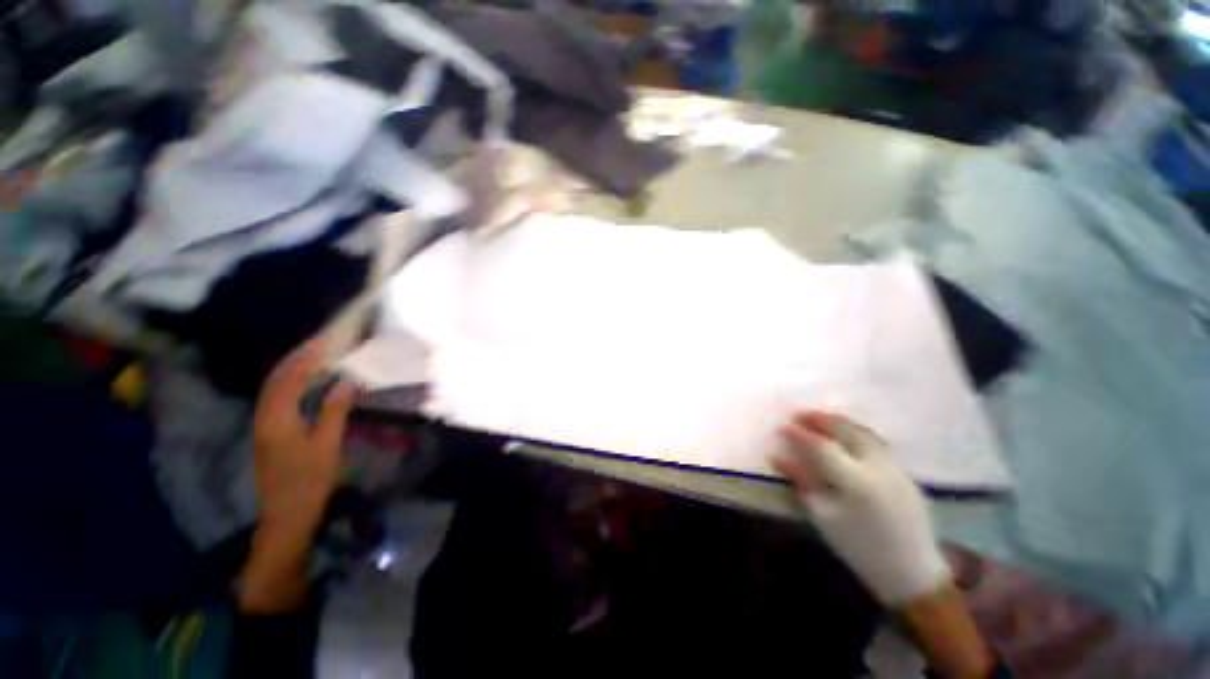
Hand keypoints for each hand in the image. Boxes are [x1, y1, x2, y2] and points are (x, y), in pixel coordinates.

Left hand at [252, 340, 355, 537]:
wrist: (285, 518)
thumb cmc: (309, 481)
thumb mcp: (327, 446)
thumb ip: (334, 411)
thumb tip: (345, 382)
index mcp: (277, 420)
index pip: (288, 380)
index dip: (305, 359)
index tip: (323, 341)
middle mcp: (263, 419)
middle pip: (275, 381)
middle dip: (295, 360)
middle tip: (319, 345)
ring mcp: (262, 428)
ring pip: (273, 391)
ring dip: (291, 372)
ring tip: (313, 359)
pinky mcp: (267, 436)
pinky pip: (275, 401)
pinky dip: (289, 386)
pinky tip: (304, 386)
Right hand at [773, 410, 948, 605]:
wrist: (912, 572)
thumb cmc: (861, 548)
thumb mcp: (824, 516)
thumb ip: (802, 481)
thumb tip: (778, 456)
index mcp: (857, 482)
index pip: (822, 447)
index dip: (799, 434)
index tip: (781, 427)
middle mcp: (879, 467)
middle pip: (847, 430)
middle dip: (821, 419)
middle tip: (799, 414)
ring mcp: (895, 468)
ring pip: (864, 433)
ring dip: (839, 422)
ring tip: (820, 420)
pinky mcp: (905, 473)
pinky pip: (876, 443)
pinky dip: (855, 433)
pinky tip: (845, 438)